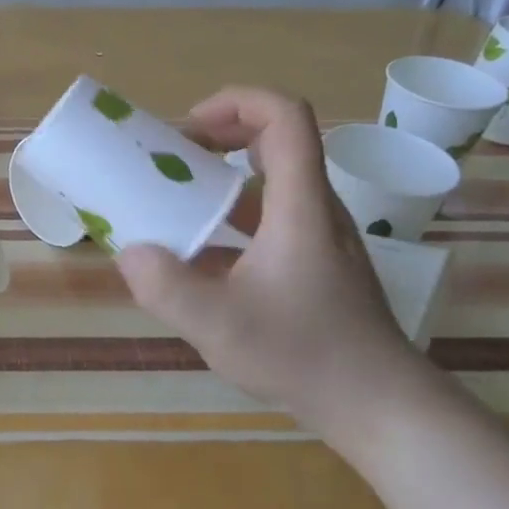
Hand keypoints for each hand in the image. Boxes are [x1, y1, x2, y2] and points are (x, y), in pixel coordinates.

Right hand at [115, 87, 448, 454]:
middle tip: (170, 160)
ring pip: (269, 182)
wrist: (379, 406)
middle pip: (275, 140)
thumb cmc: (305, 355)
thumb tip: (129, 253)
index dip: (236, 102)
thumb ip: (164, 286)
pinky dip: (229, 218)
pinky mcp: (314, 263)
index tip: (187, 128)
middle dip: (217, 136)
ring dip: (219, 179)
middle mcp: (314, 208)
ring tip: (174, 203)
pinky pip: (268, 218)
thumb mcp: (218, 325)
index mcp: (299, 205)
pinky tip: (197, 257)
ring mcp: (317, 236)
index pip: (284, 116)